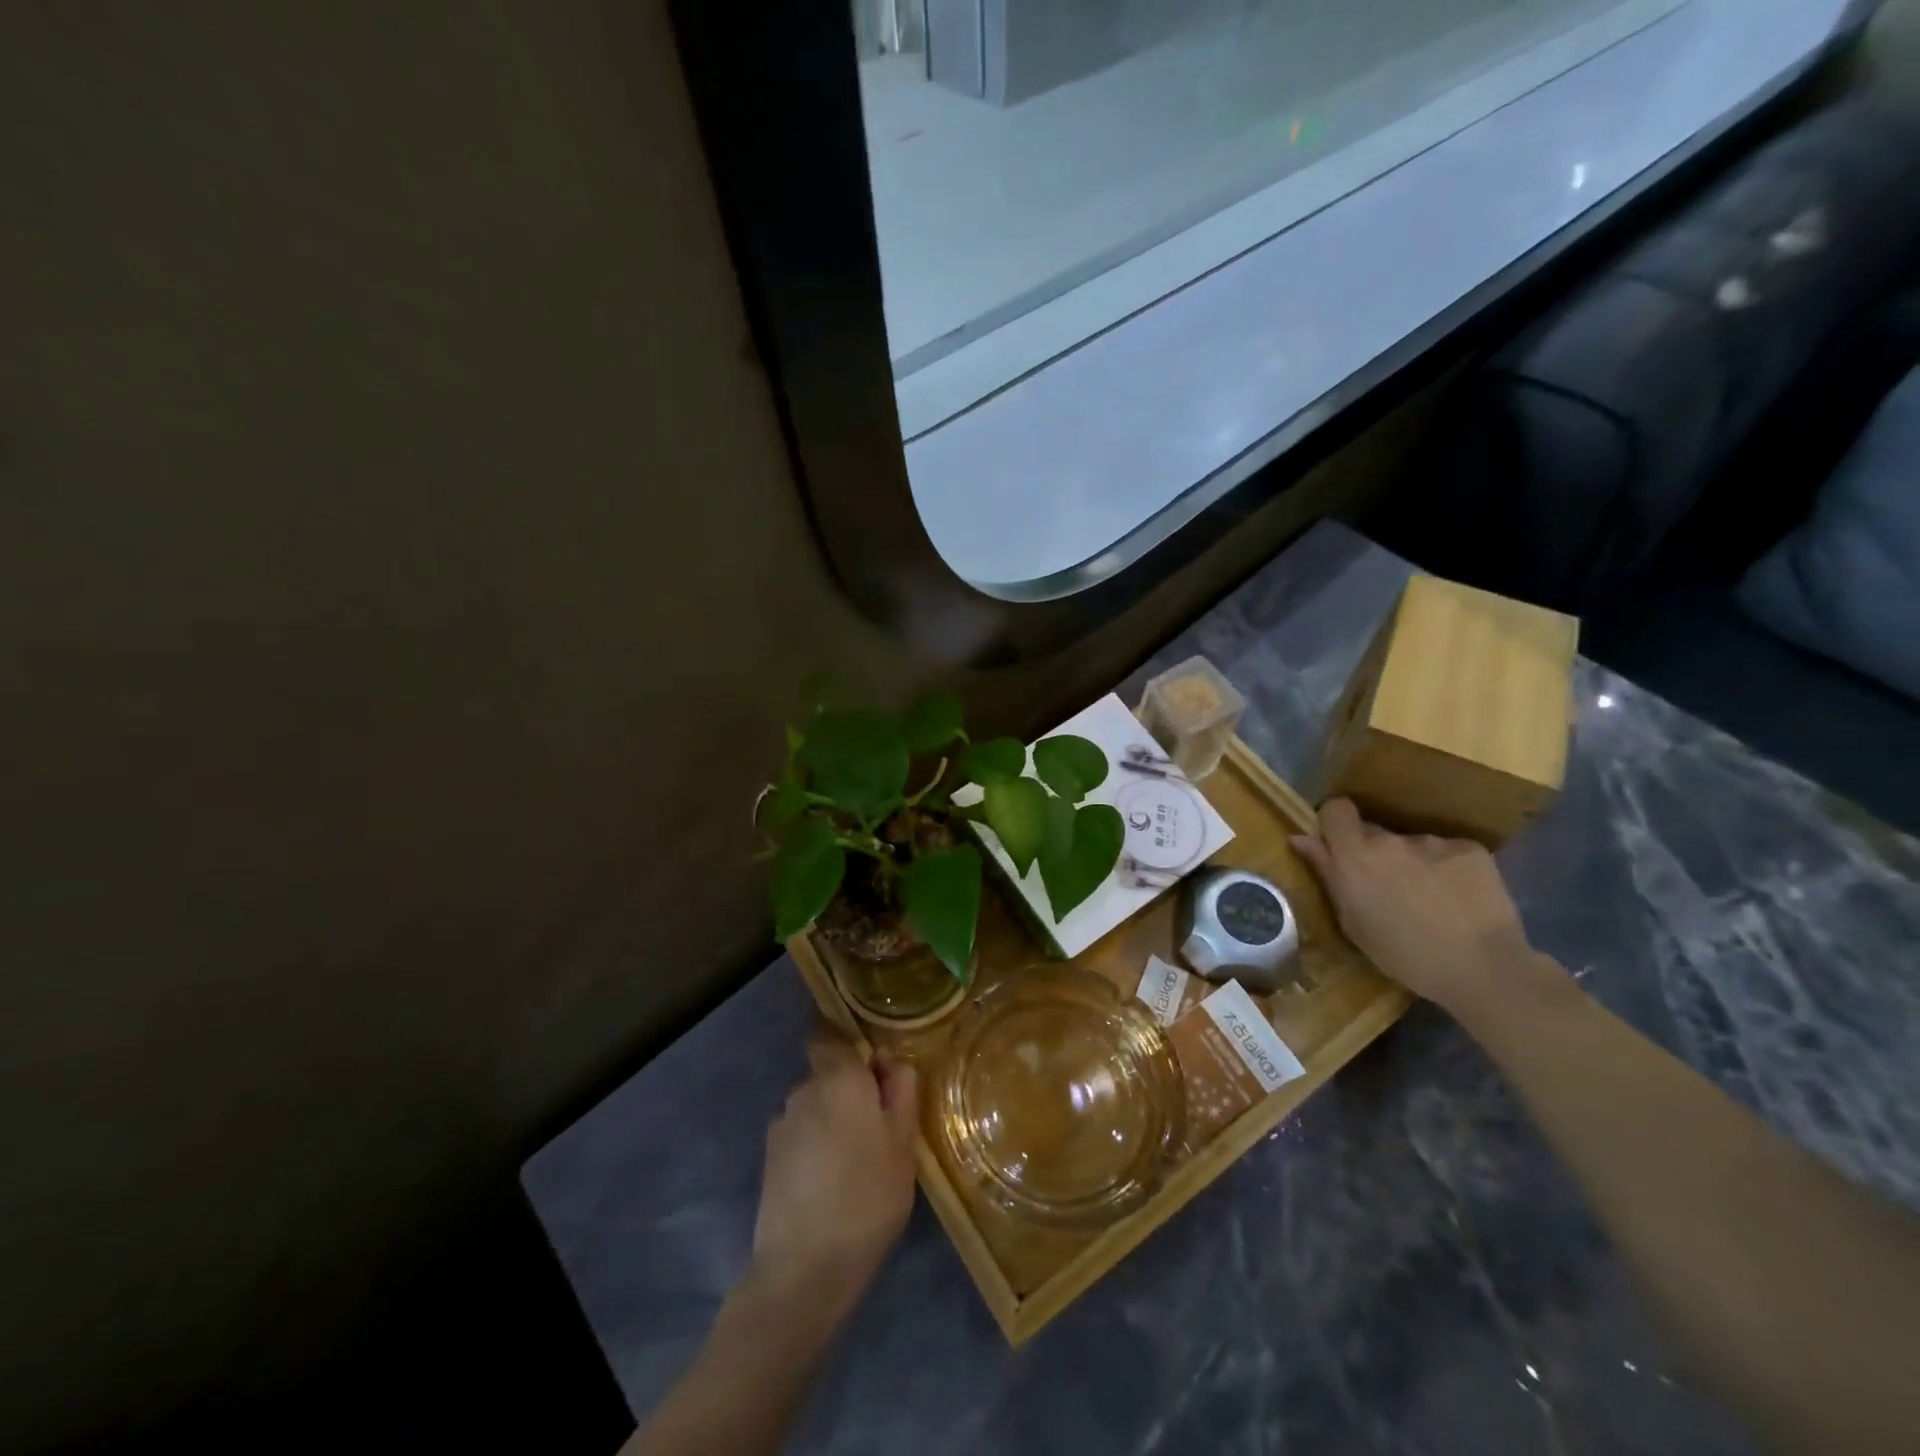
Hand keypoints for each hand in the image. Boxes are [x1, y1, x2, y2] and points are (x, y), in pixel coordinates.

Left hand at [748, 1029, 919, 1325]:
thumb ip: (901, 1091)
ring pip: (814, 1107)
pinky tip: (829, 1184)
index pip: (832, 1036)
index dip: (851, 1049)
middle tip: (877, 1131)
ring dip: (832, 1122)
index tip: (874, 1074)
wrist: (804, 1268)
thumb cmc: (868, 1197)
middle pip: (828, 1075)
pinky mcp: (769, 1158)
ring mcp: (782, 1124)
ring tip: (854, 1164)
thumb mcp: (904, 1143)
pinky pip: (800, 1136)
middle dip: (849, 1093)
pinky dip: (814, 1149)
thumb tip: (889, 1061)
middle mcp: (805, 1090)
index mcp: (840, 1078)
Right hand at [1291, 798, 1537, 1015]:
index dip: (1335, 823)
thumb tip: (1302, 838)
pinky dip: (1448, 869)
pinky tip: (1458, 899)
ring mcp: (1433, 841)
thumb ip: (1328, 875)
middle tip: (1388, 887)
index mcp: (1355, 856)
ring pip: (1412, 845)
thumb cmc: (1405, 955)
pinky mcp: (1470, 849)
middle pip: (1374, 831)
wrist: (1484, 969)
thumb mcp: (1353, 922)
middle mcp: (1391, 839)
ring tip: (1430, 900)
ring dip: (1413, 863)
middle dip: (1375, 852)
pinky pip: (1447, 852)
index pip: (1336, 809)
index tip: (1340, 845)